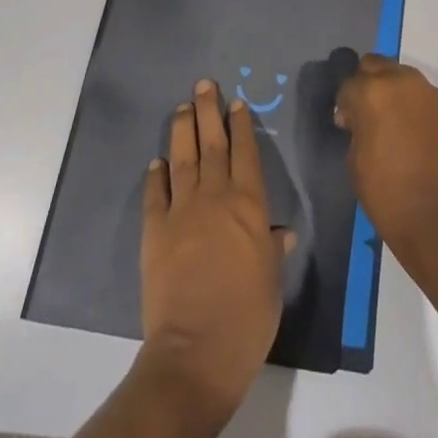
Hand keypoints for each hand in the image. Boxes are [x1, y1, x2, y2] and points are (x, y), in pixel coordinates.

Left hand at [139, 78, 293, 423]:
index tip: (236, 102)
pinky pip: (155, 194)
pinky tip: (157, 162)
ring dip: (182, 130)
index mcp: (249, 205)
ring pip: (182, 159)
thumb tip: (282, 231)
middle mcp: (215, 197)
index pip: (245, 153)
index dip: (241, 125)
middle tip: (204, 85)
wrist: (196, 351)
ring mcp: (182, 211)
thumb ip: (272, 249)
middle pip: (212, 144)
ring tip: (182, 107)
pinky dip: (156, 175)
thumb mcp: (272, 282)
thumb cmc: (247, 318)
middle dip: (208, 112)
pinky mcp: (154, 231)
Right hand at [334, 55, 437, 260]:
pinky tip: (414, 132)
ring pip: (402, 76)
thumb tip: (357, 118)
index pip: (348, 84)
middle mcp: (401, 81)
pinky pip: (423, 96)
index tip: (347, 124)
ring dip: (392, 90)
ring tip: (393, 122)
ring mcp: (428, 92)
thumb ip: (355, 126)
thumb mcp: (354, 159)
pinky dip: (414, 105)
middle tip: (367, 114)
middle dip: (367, 84)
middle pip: (375, 65)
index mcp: (371, 92)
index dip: (344, 104)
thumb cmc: (386, 192)